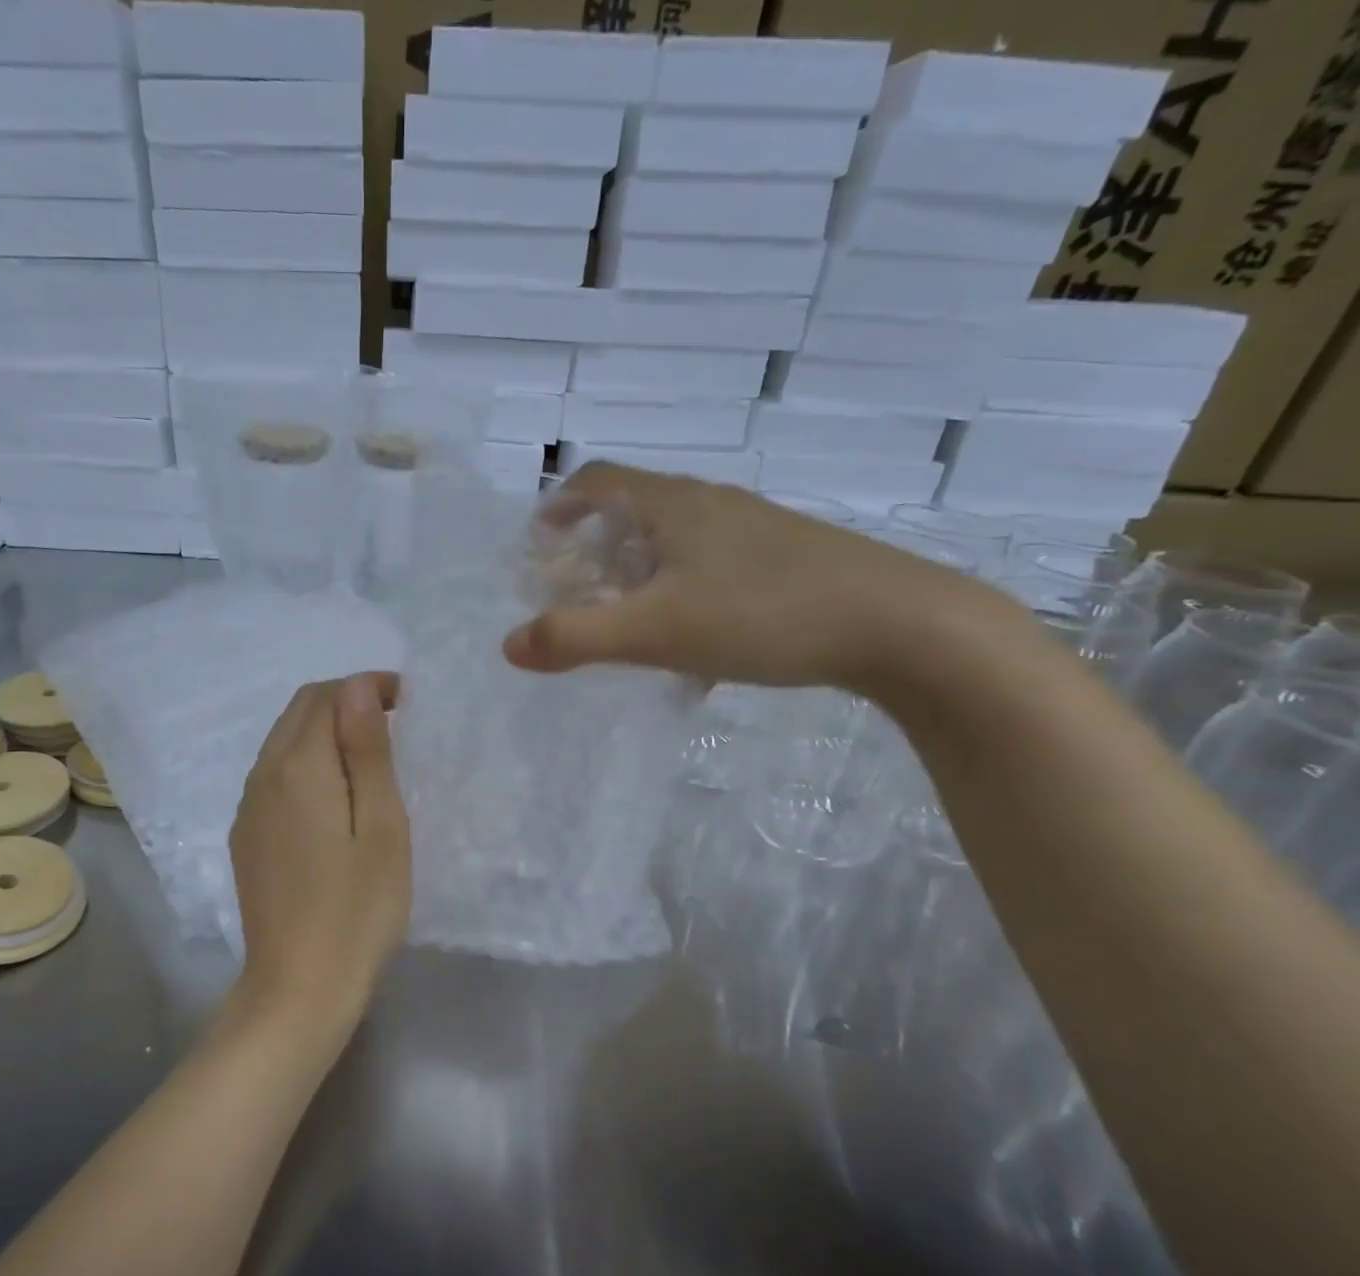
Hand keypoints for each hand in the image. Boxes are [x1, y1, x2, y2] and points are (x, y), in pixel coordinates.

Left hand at [229, 672, 410, 1036]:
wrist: (298, 988)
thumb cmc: (357, 909)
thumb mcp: (381, 826)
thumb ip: (367, 752)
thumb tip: (358, 688)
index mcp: (297, 767)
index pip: (326, 697)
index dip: (366, 688)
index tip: (407, 703)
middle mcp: (262, 777)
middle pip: (299, 713)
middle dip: (344, 703)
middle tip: (394, 725)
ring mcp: (248, 809)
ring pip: (283, 743)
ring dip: (324, 733)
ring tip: (370, 758)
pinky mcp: (246, 837)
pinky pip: (274, 777)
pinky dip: (306, 764)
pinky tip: (334, 798)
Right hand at [502, 464, 998, 691]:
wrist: (901, 626)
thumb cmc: (763, 613)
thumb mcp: (655, 630)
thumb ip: (575, 637)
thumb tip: (509, 645)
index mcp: (675, 505)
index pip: (600, 479)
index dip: (560, 504)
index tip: (538, 543)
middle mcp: (713, 506)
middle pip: (636, 513)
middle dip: (595, 552)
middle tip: (576, 596)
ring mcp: (755, 534)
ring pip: (677, 547)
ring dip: (639, 581)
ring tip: (627, 630)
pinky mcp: (787, 564)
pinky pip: (713, 575)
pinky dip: (683, 603)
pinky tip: (693, 660)